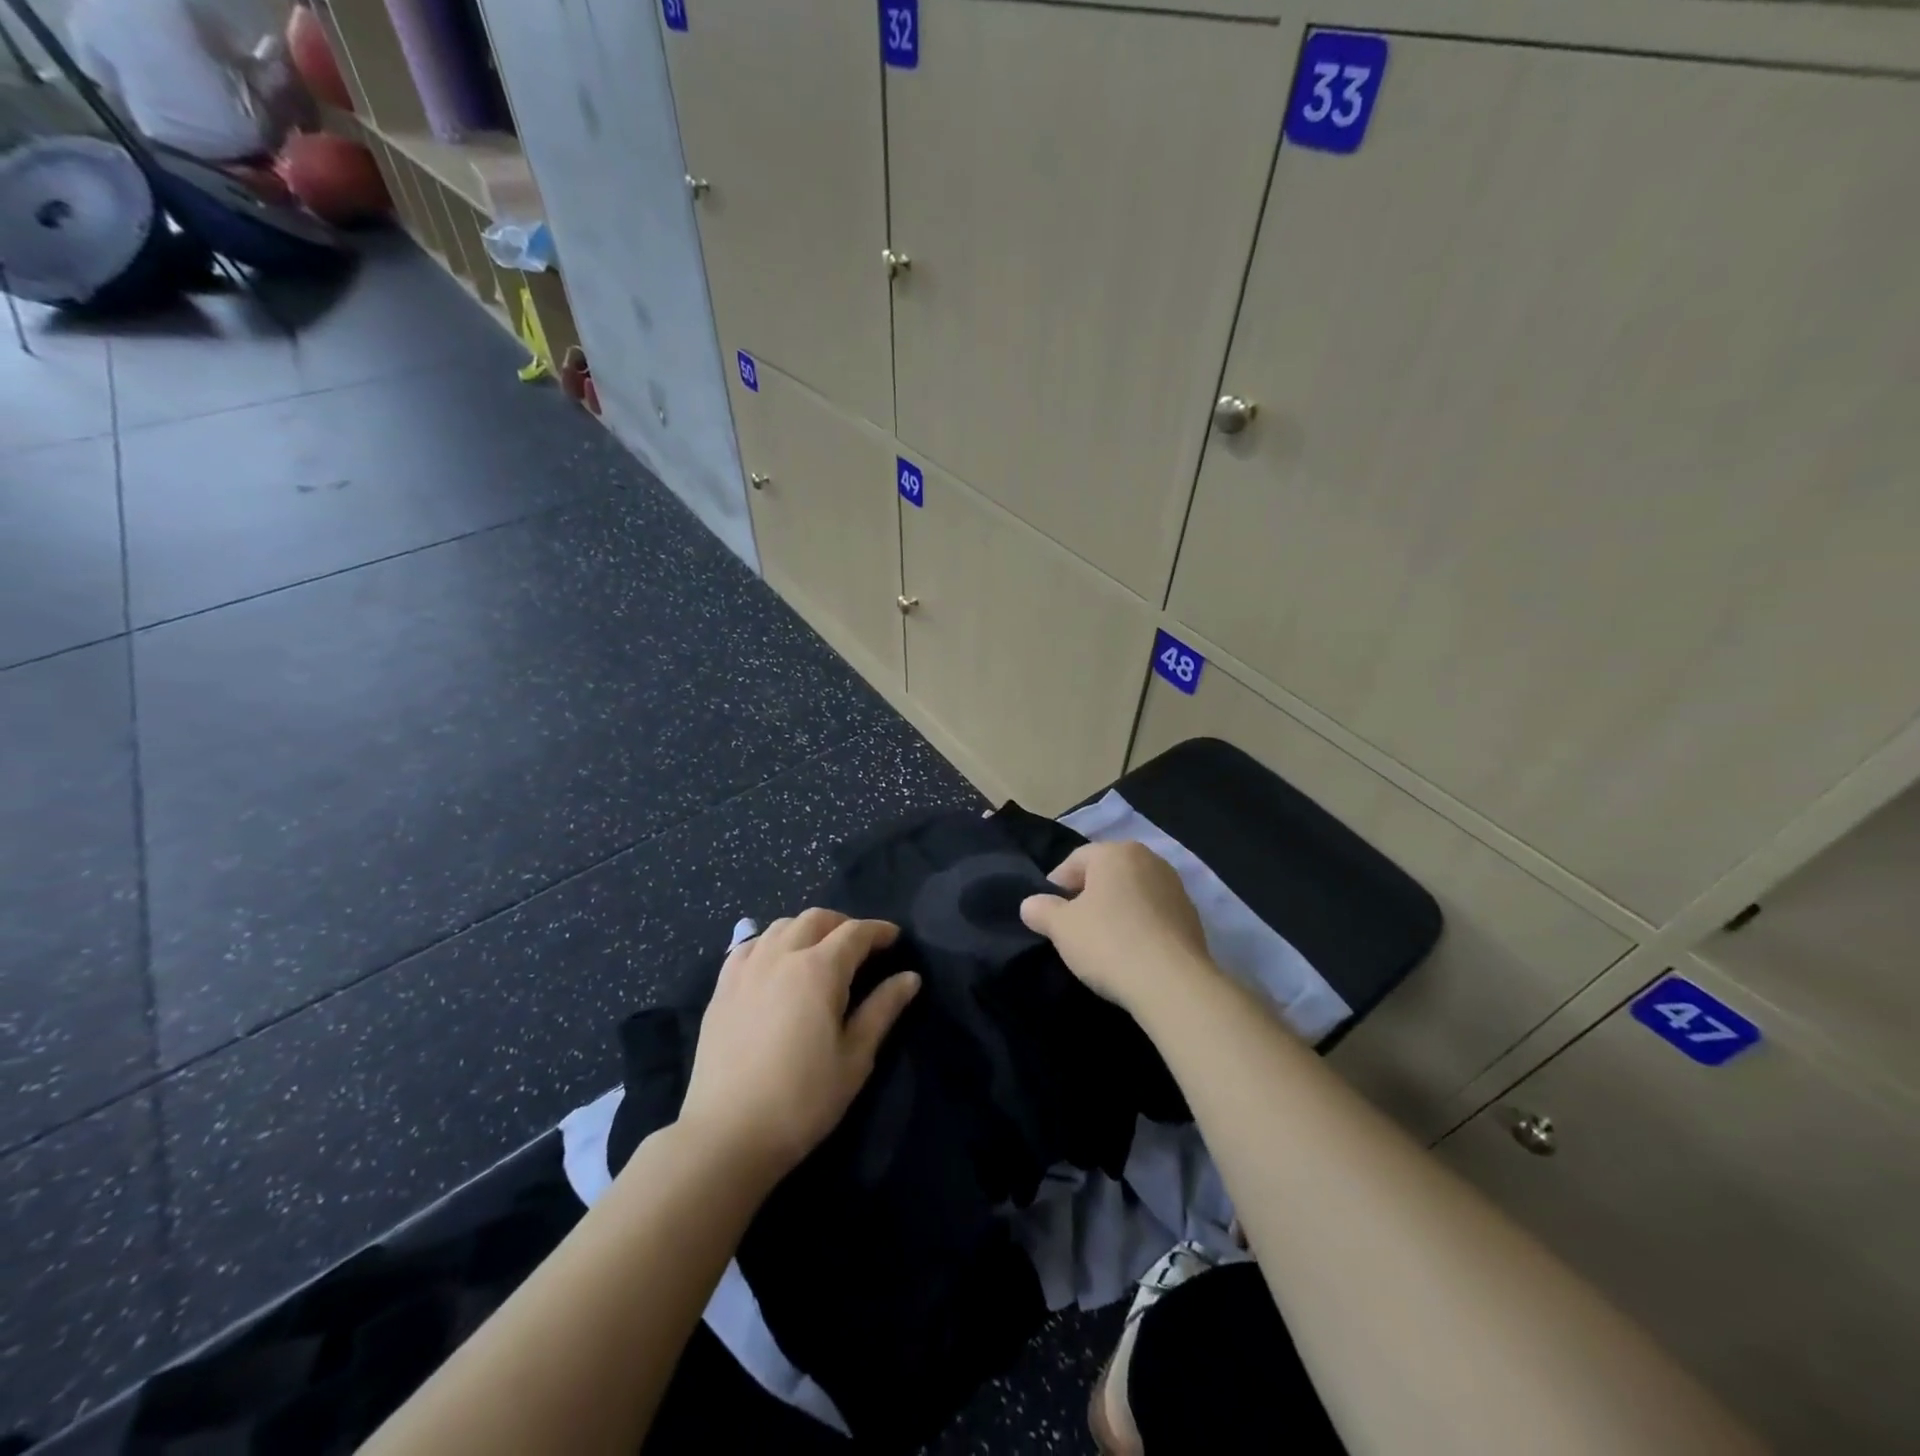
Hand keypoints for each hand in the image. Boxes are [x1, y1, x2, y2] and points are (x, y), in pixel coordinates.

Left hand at [678, 909, 919, 1185]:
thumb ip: (882, 1009)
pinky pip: (748, 946)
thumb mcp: (855, 1058)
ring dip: (806, 929)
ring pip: (780, 926)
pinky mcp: (721, 988)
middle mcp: (781, 956)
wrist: (728, 1135)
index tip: (894, 938)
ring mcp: (746, 969)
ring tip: (819, 951)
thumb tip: (910, 977)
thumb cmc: (803, 1099)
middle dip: (843, 924)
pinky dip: (769, 943)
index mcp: (819, 969)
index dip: (878, 931)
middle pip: (816, 919)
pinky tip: (775, 963)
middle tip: (860, 946)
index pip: (855, 932)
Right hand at [1019, 841, 1216, 1015]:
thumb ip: (1042, 910)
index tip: (1048, 913)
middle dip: (1088, 895)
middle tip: (1073, 926)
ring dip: (1116, 910)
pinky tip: (1131, 952)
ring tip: (1103, 942)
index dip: (1056, 885)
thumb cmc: (1109, 943)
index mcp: (1115, 852)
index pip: (1076, 860)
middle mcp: (1148, 860)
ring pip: (1132, 893)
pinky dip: (1140, 926)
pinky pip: (1154, 914)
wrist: (1172, 983)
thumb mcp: (1062, 928)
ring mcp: (1175, 887)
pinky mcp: (1192, 917)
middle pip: (1107, 873)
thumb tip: (1030, 904)